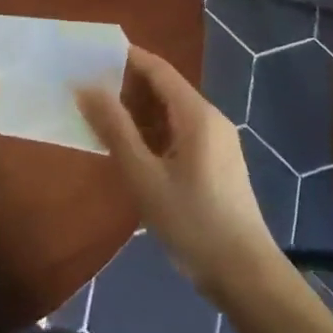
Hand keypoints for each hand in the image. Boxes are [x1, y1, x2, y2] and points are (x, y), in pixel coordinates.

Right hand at [78, 45, 280, 298]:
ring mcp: (217, 141)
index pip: (158, 69)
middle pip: (166, 88)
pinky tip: (132, 151)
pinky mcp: (218, 163)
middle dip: (128, 87)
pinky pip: (181, 133)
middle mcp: (211, 118)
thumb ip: (115, 129)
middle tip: (89, 94)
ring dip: (139, 113)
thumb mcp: (144, 177)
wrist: (245, 275)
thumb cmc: (192, 222)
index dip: (126, 59)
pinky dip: (154, 133)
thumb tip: (86, 88)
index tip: (91, 57)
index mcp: (197, 114)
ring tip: (102, 122)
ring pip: (172, 113)